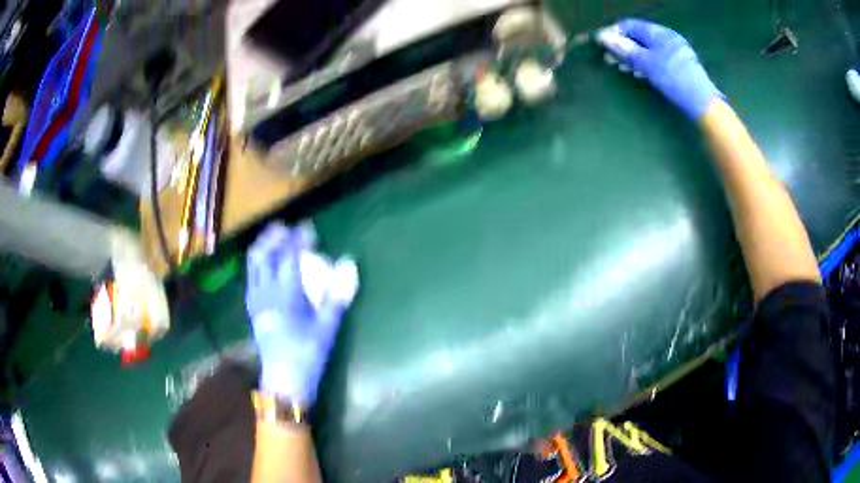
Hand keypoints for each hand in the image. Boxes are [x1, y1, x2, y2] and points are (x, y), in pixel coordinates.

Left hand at [246, 223, 358, 405]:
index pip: (289, 257)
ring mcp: (255, 300)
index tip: (308, 227)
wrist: (284, 381)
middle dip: (273, 237)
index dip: (299, 239)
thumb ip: (337, 295)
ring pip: (253, 265)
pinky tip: (268, 266)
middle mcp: (265, 293)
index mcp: (285, 296)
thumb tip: (348, 264)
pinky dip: (259, 263)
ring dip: (263, 247)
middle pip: (262, 254)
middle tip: (286, 228)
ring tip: (275, 240)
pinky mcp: (253, 309)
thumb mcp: (327, 327)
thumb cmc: (308, 355)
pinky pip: (252, 276)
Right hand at [597, 19, 720, 120]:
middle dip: (623, 46)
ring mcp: (675, 51)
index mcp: (659, 32)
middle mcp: (667, 37)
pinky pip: (656, 58)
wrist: (702, 103)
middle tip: (609, 60)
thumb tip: (603, 37)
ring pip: (647, 49)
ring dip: (632, 56)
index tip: (602, 45)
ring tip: (622, 68)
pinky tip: (639, 73)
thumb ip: (625, 49)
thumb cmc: (674, 79)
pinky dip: (645, 63)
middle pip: (638, 36)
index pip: (629, 25)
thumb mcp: (647, 63)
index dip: (614, 33)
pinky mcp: (679, 65)